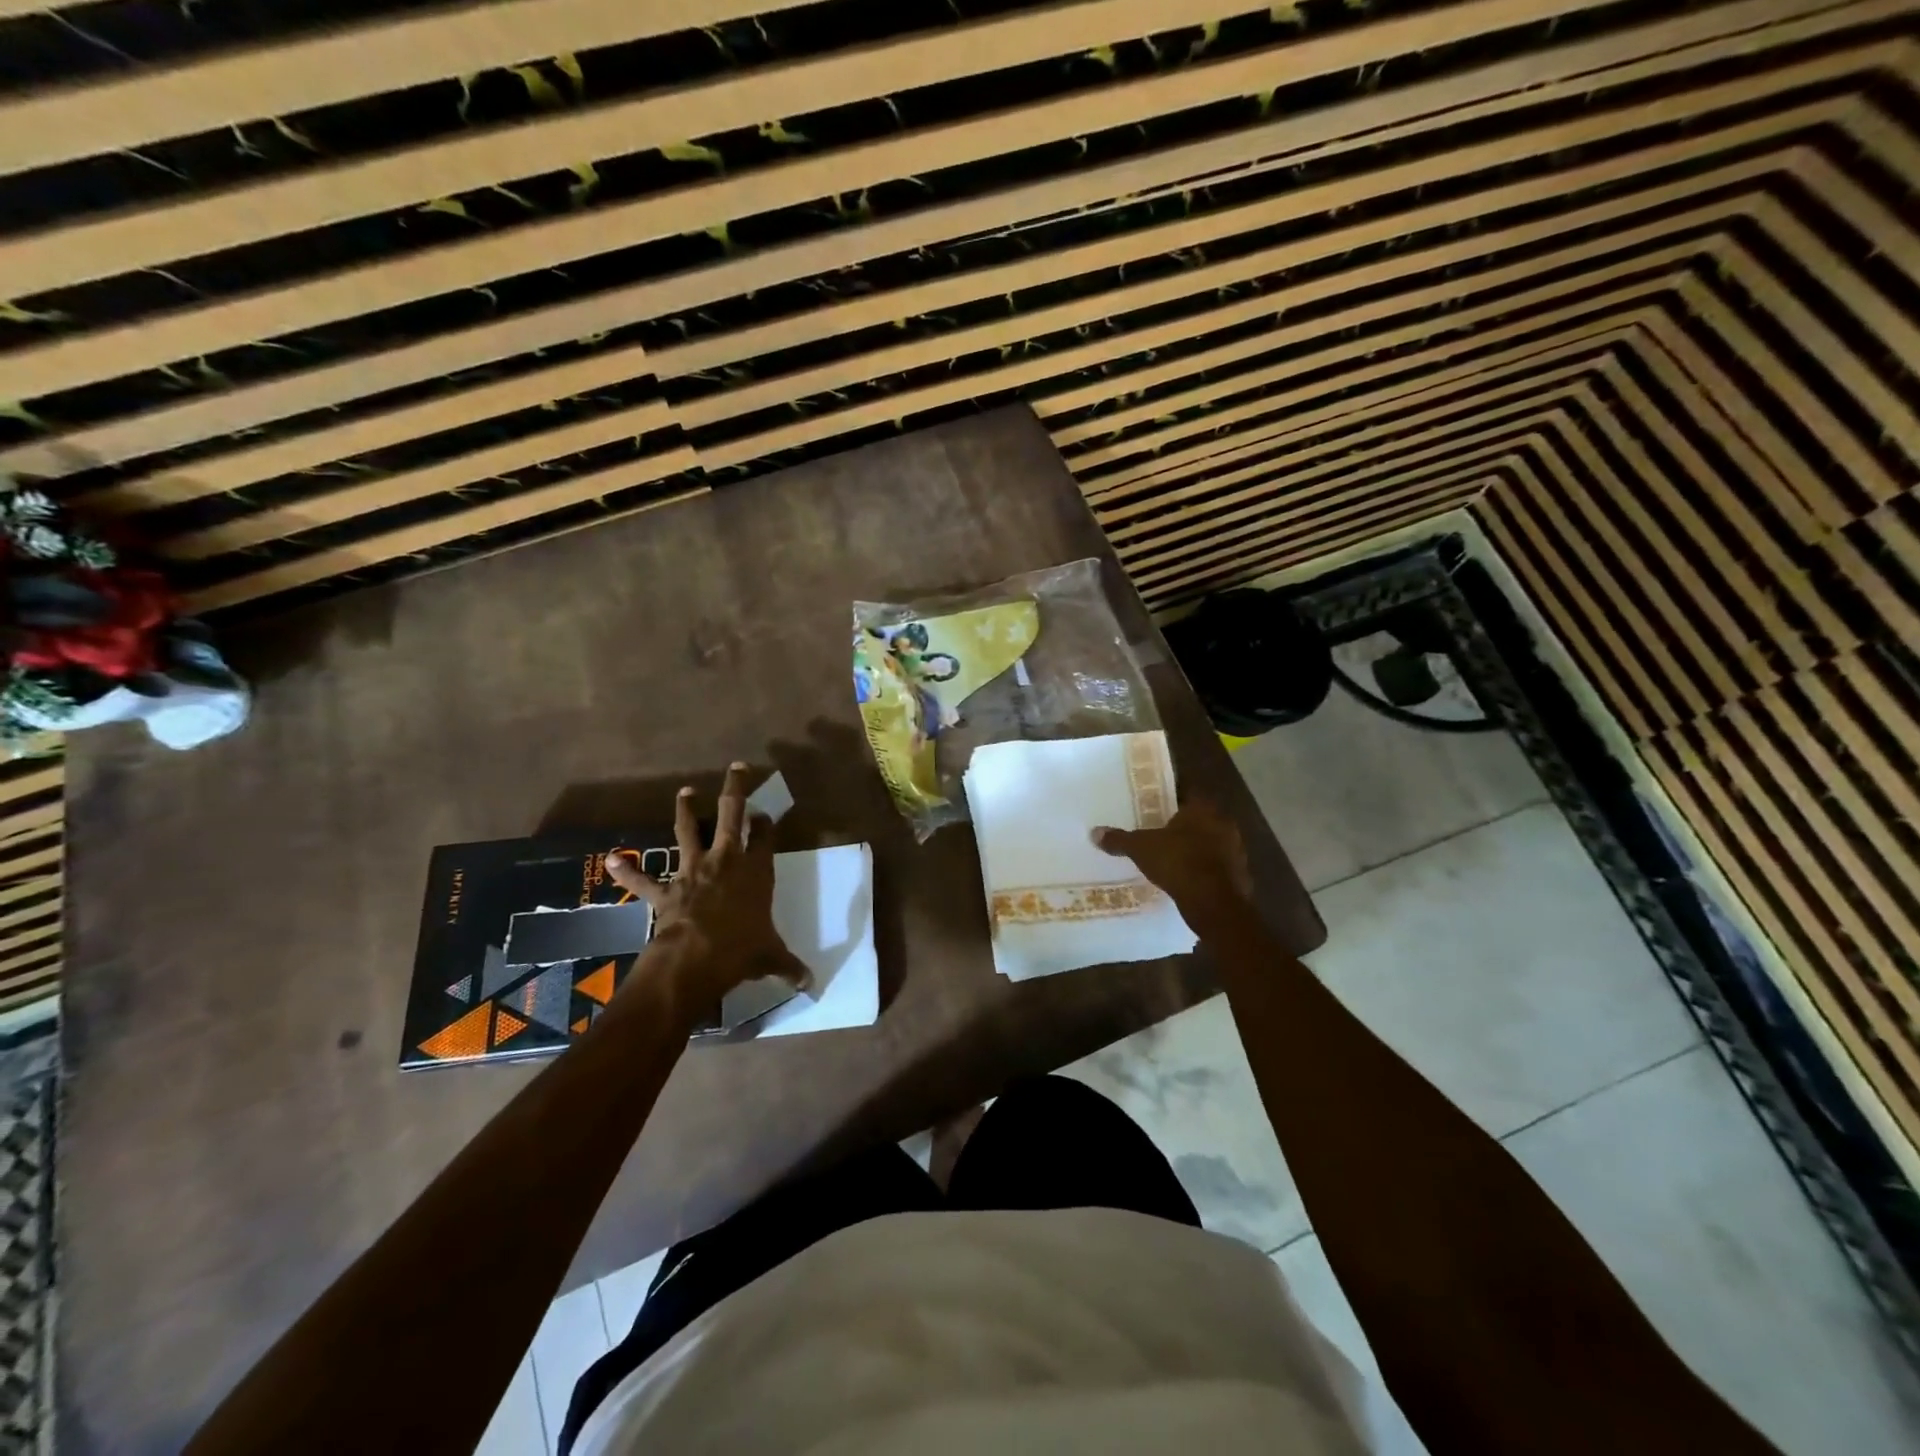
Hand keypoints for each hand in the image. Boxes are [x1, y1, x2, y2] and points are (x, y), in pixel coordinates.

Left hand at [605, 763, 809, 1007]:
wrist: (695, 960)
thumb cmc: (741, 950)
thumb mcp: (771, 957)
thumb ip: (790, 967)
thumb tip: (812, 984)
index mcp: (756, 871)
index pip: (765, 836)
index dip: (766, 823)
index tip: (766, 814)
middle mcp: (726, 860)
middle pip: (731, 814)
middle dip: (736, 790)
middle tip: (737, 769)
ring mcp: (693, 871)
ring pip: (688, 832)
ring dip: (685, 810)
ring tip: (684, 791)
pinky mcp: (666, 890)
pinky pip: (643, 879)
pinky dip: (627, 870)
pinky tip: (611, 860)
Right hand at [1092, 798, 1252, 927]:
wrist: (1215, 903)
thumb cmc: (1178, 862)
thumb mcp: (1141, 849)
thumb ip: (1120, 839)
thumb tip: (1094, 832)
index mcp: (1202, 808)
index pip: (1188, 791)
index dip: (1171, 795)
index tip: (1156, 802)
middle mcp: (1223, 823)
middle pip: (1200, 817)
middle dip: (1182, 823)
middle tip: (1159, 829)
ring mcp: (1235, 849)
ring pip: (1210, 841)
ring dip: (1194, 846)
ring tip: (1170, 855)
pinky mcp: (1238, 874)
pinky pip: (1216, 865)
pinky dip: (1202, 869)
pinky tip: (1186, 877)